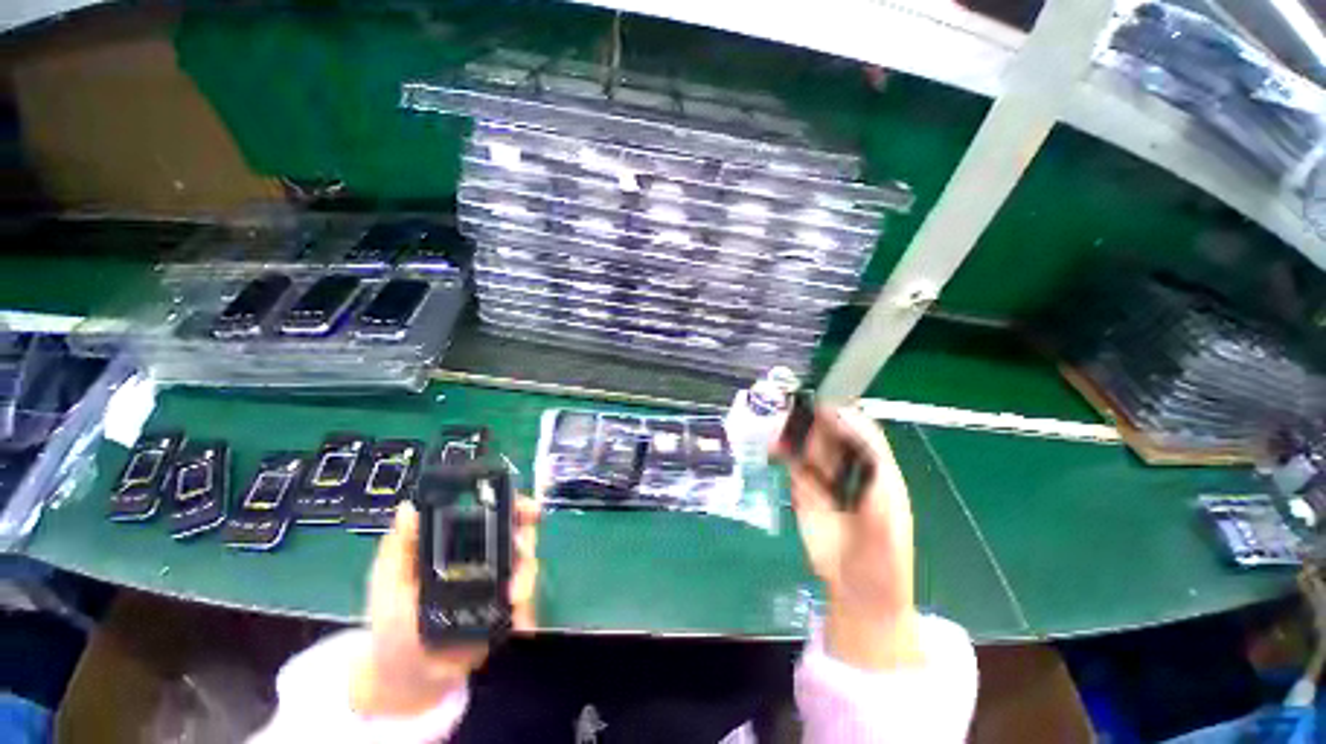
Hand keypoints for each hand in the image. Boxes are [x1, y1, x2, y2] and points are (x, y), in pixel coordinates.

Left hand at [350, 498, 540, 715]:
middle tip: (522, 547)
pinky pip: (526, 597)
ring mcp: (497, 581)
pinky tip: (517, 614)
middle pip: (517, 530)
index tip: (524, 506)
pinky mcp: (505, 609)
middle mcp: (483, 555)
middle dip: (526, 533)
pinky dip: (527, 602)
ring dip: (527, 572)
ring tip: (515, 594)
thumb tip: (408, 507)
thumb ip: (398, 548)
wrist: (407, 678)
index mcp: (456, 542)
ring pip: (525, 561)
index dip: (509, 501)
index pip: (489, 510)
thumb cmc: (391, 625)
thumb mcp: (387, 583)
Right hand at [774, 405, 921, 670]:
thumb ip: (878, 482)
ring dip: (797, 434)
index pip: (865, 436)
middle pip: (836, 436)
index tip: (826, 409)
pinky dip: (784, 452)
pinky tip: (775, 447)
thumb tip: (866, 444)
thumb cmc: (884, 561)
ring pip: (812, 447)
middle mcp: (852, 471)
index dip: (848, 420)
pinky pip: (795, 465)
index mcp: (878, 474)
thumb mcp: (888, 521)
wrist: (858, 593)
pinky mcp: (805, 493)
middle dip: (817, 423)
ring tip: (781, 428)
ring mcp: (827, 481)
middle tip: (797, 416)